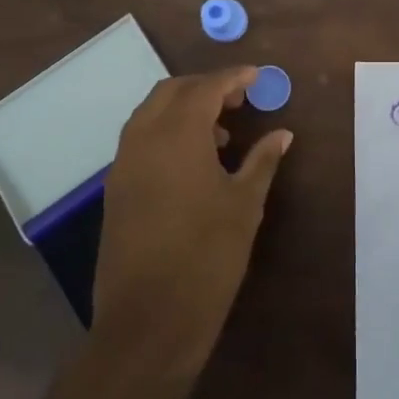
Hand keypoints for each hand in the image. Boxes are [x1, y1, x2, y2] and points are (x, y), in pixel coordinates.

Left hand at [93, 67, 291, 385]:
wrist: (148, 321)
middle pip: (172, 92)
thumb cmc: (207, 257)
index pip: (205, 87)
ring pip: (151, 114)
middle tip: (239, 100)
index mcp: (177, 135)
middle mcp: (143, 139)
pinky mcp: (116, 190)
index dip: (233, 78)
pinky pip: (140, 141)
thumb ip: (262, 161)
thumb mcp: (244, 205)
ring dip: (184, 110)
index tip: (257, 77)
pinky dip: (166, 134)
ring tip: (221, 134)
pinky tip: (194, 163)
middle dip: (205, 87)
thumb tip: (282, 134)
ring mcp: (124, 165)